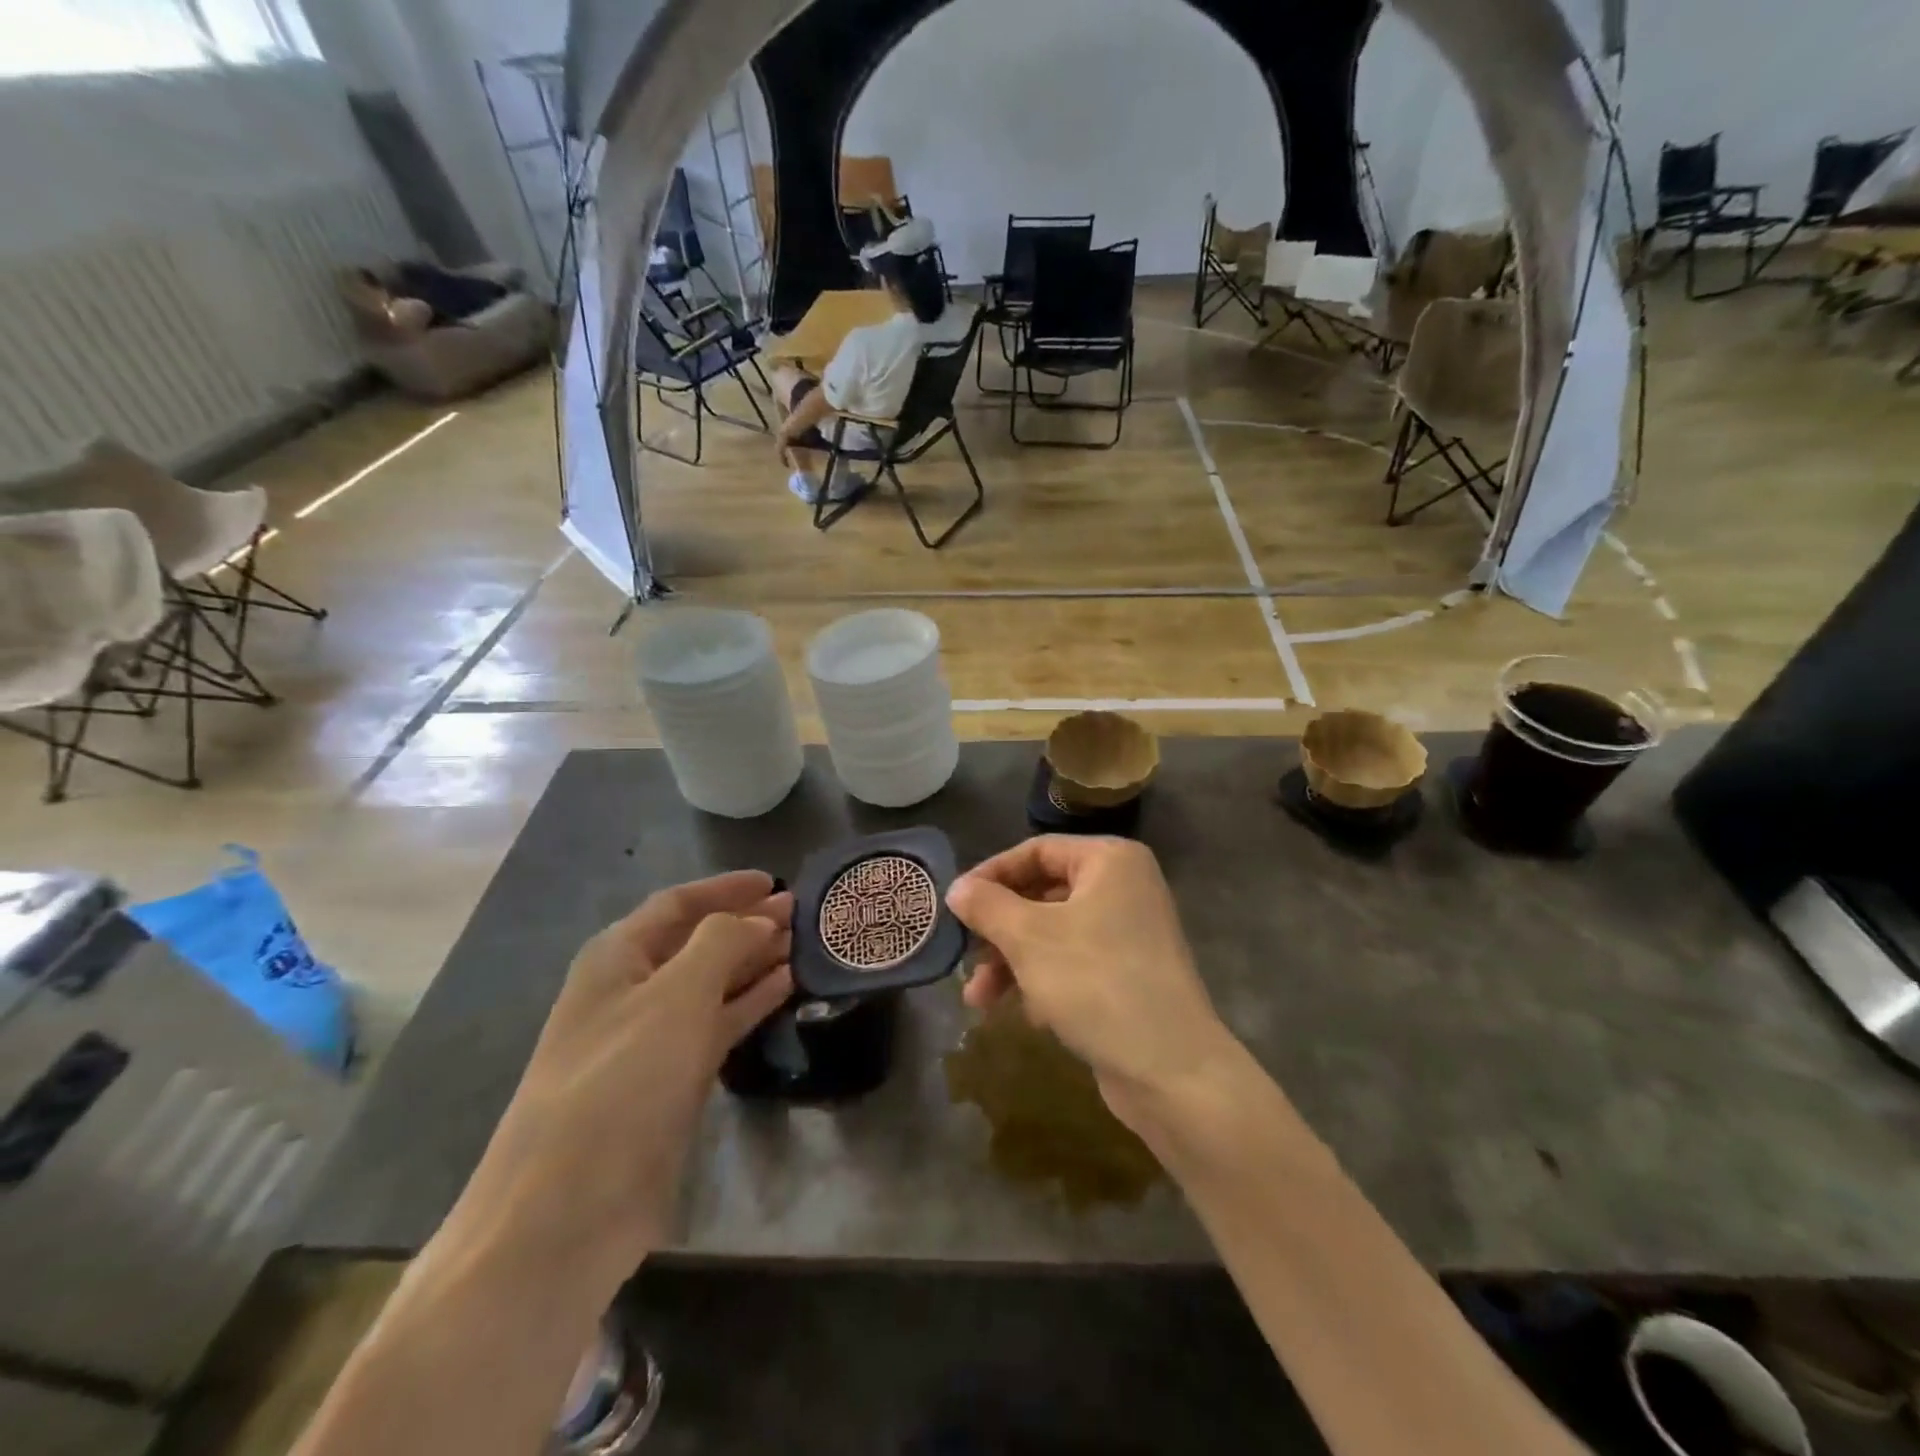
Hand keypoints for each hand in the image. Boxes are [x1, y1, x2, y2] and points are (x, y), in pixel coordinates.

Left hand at [443, 872, 792, 1290]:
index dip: (725, 888)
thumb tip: (758, 918)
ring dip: (755, 960)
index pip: (677, 904)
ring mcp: (652, 1038)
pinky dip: (751, 1002)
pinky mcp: (672, 1080)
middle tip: (801, 912)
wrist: (567, 1210)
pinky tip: (786, 987)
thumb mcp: (676, 996)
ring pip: (712, 982)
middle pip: (697, 941)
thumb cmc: (622, 1081)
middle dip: (746, 922)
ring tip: (803, 944)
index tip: (774, 881)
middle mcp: (632, 990)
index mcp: (617, 957)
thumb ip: (722, 942)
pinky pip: (719, 1024)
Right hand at [945, 837, 1233, 1116]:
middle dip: (999, 930)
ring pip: (1053, 934)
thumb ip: (988, 906)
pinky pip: (1073, 963)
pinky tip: (1028, 1015)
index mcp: (1109, 861)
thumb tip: (957, 888)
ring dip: (1013, 962)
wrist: (1172, 1070)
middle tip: (964, 956)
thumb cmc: (1096, 983)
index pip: (1036, 851)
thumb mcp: (1030, 939)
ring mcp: (1129, 932)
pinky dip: (1043, 981)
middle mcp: (1124, 887)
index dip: (991, 875)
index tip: (955, 904)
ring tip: (979, 1000)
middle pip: (1042, 894)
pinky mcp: (1128, 974)